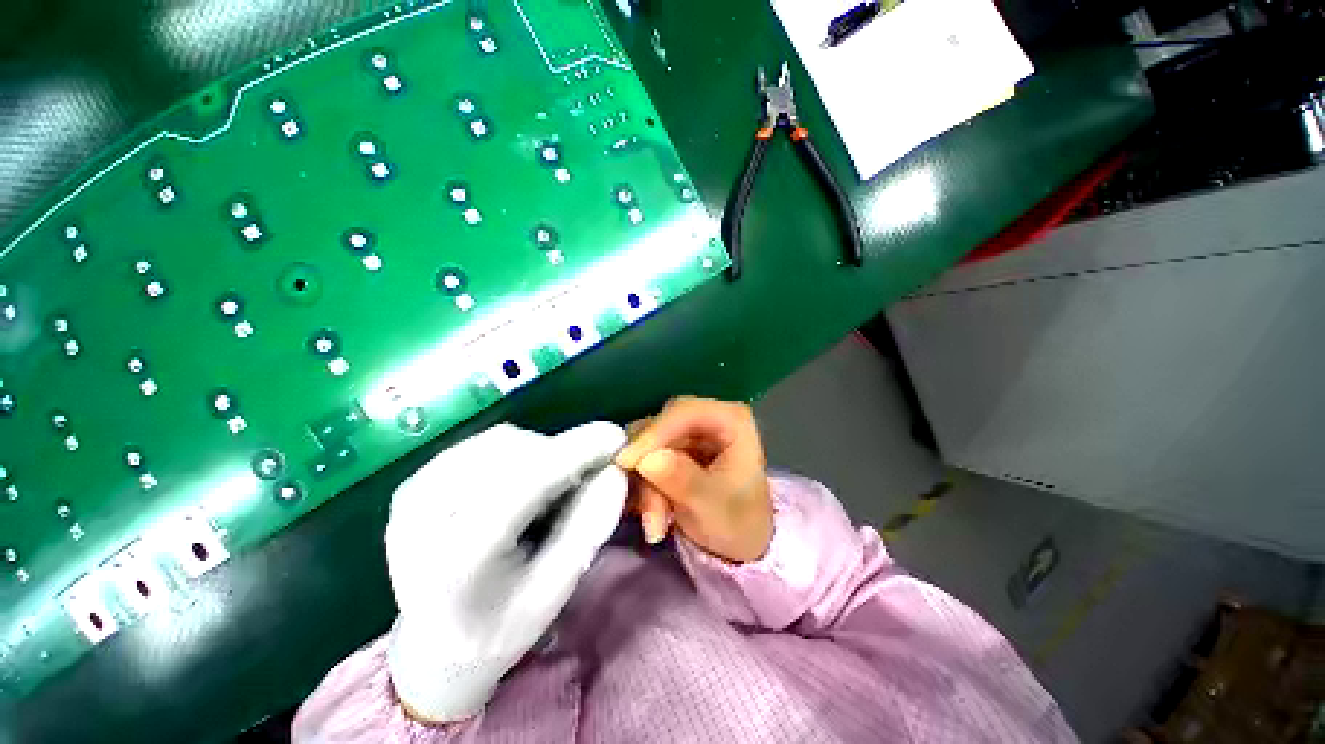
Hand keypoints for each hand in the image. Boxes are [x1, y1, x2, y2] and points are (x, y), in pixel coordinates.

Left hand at [385, 422, 625, 722]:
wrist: (429, 649)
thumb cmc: (495, 631)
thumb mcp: (552, 594)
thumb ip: (587, 529)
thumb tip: (615, 471)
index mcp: (456, 560)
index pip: (525, 483)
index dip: (577, 452)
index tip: (617, 438)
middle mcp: (424, 517)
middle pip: (514, 454)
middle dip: (562, 456)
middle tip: (586, 478)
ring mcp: (414, 494)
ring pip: (501, 441)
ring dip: (541, 453)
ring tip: (549, 490)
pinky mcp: (416, 481)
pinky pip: (484, 443)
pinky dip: (518, 452)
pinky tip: (521, 483)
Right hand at [615, 397, 772, 563]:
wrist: (742, 546)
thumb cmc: (739, 522)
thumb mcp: (713, 506)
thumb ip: (683, 480)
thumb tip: (647, 460)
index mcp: (731, 419)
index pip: (684, 411)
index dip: (654, 433)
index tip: (627, 462)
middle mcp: (707, 417)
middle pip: (661, 426)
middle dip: (648, 467)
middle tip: (645, 507)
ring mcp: (689, 432)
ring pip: (648, 445)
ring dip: (646, 485)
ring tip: (656, 524)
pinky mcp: (674, 448)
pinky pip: (645, 459)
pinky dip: (644, 488)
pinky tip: (654, 518)